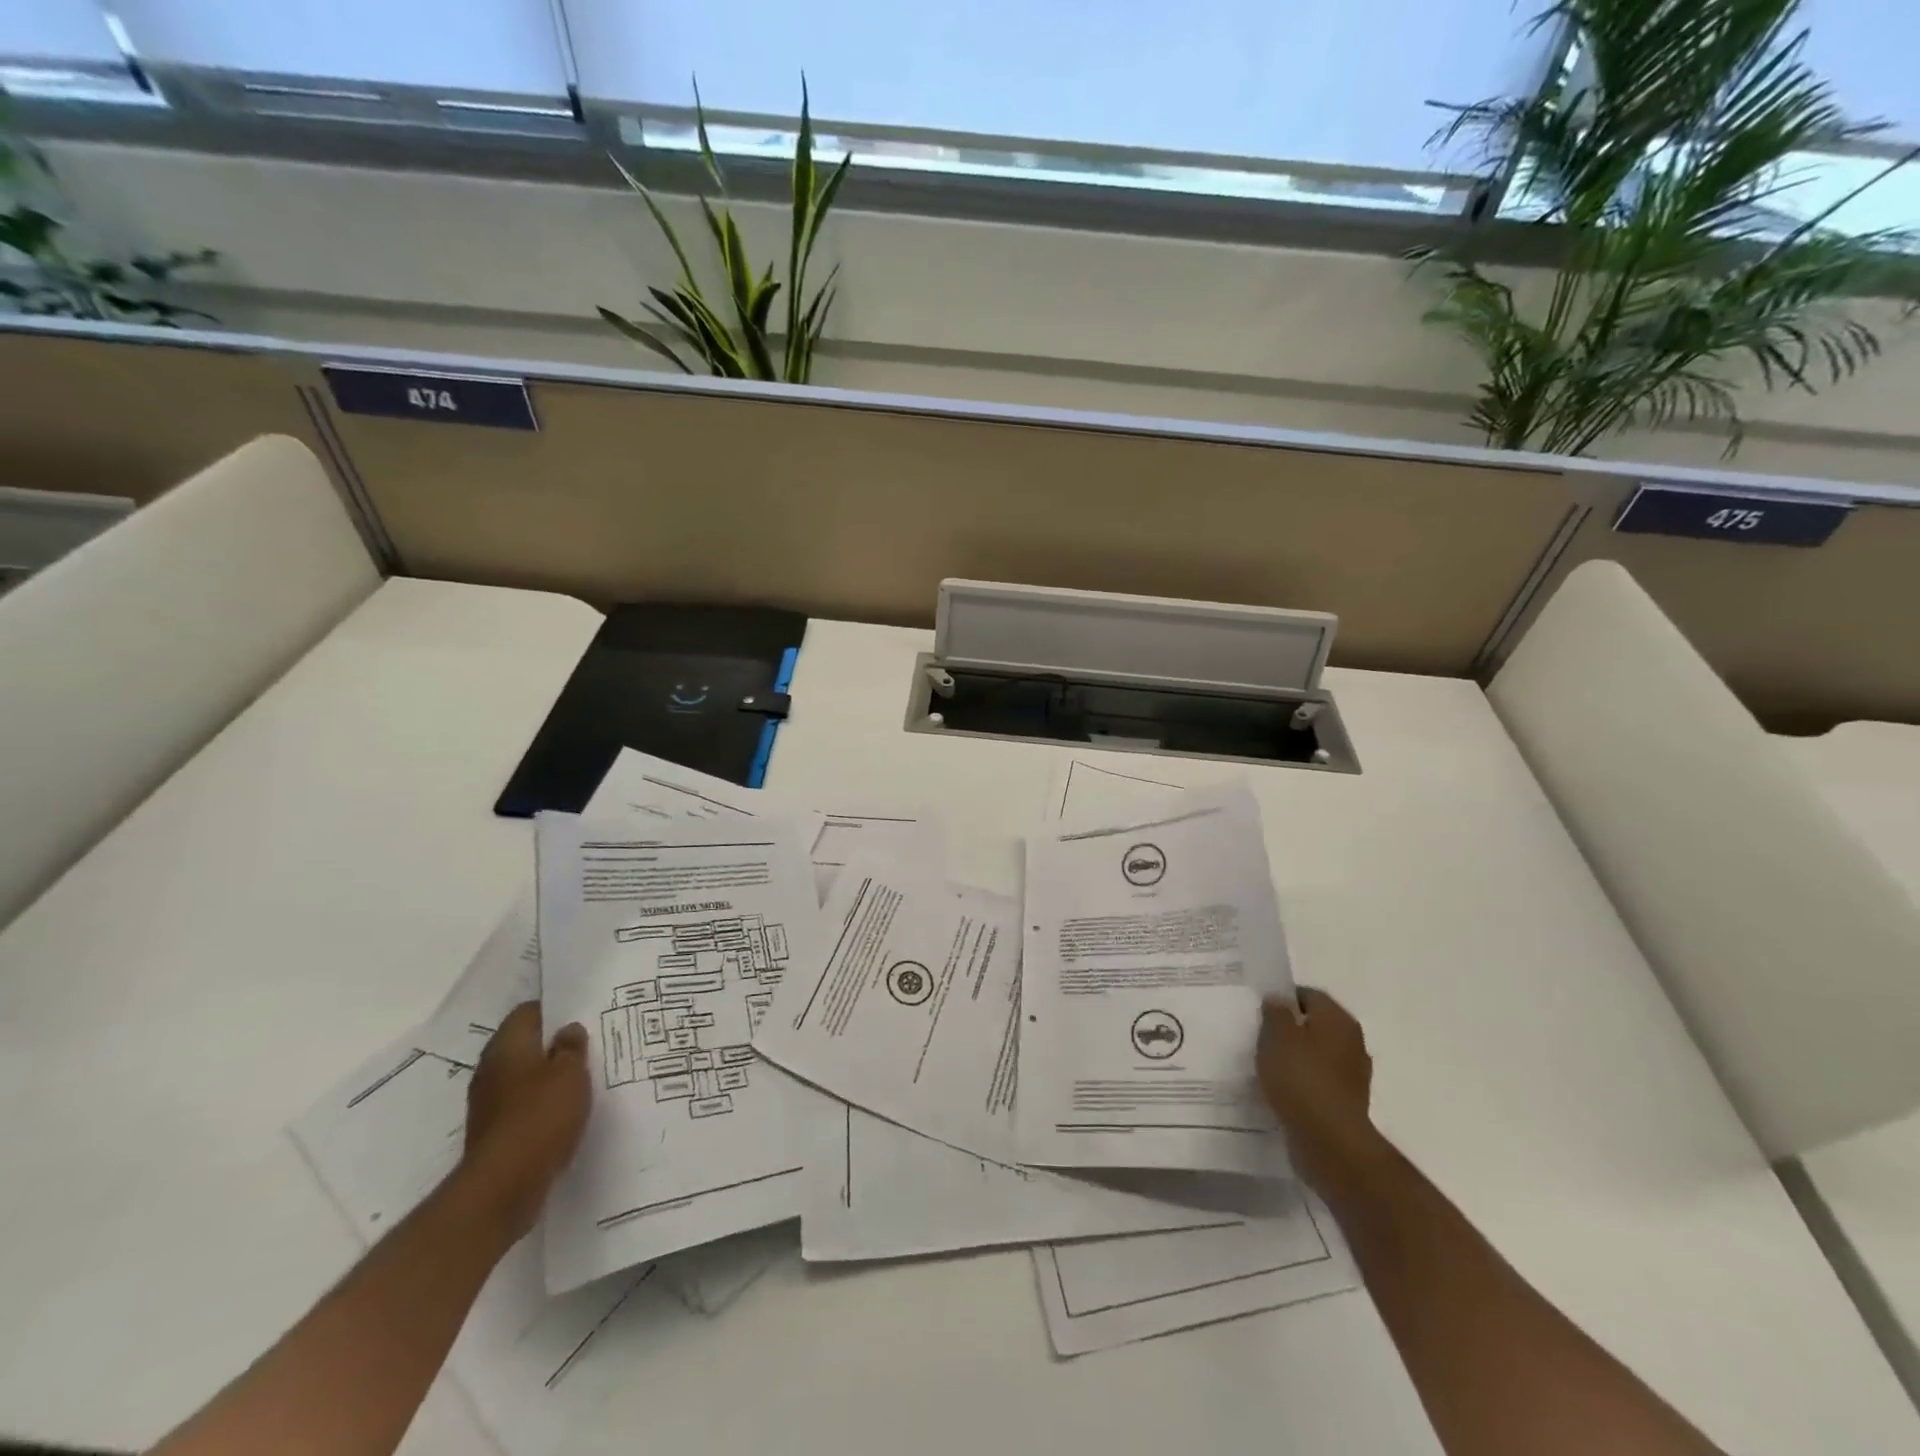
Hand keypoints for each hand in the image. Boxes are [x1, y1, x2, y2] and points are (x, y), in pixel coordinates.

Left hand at [460, 1002, 591, 1240]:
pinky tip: (566, 1109)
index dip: (555, 1009)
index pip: (528, 1012)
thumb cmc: (540, 1116)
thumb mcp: (570, 1073)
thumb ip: (571, 1047)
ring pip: (524, 1076)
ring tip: (583, 1076)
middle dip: (553, 1043)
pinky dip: (542, 1104)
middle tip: (589, 1042)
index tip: (582, 1012)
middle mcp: (492, 1069)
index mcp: (507, 1046)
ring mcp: (489, 1103)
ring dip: (548, 1076)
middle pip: (524, 1044)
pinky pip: (523, 1105)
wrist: (503, 1187)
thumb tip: (567, 1030)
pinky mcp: (495, 1132)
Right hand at [1257, 988, 1384, 1200]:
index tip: (1259, 1010)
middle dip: (1289, 1028)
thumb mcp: (1276, 1036)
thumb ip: (1275, 1012)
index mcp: (1338, 1019)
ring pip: (1317, 1054)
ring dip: (1296, 1057)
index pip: (1309, 995)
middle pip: (1315, 1025)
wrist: (1329, 1141)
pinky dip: (1302, 1082)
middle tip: (1260, 1035)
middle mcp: (1352, 1042)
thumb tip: (1278, 1001)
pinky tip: (1281, 1090)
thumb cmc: (1300, 1078)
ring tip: (1267, 1064)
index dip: (1282, 999)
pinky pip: (1318, 1081)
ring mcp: (1352, 1075)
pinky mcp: (1346, 1103)